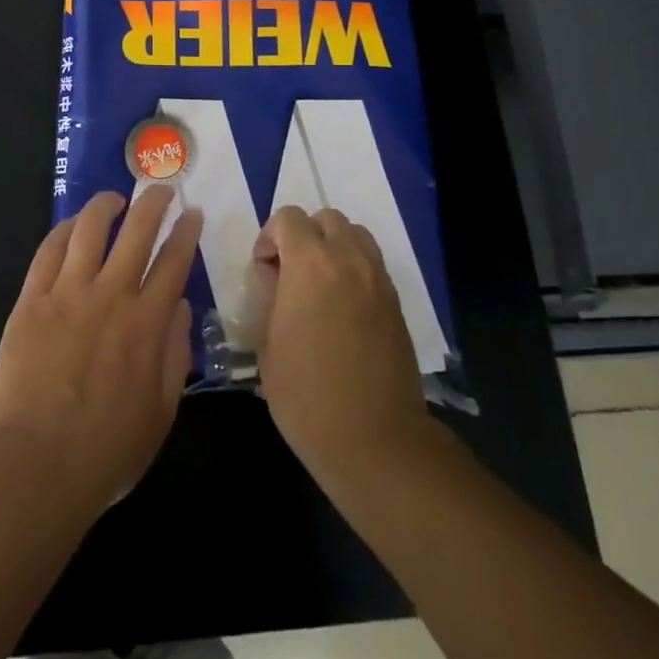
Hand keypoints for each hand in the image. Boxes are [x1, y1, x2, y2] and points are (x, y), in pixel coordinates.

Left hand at [0, 187, 202, 516]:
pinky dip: (63, 230)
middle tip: (160, 189)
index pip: (174, 261)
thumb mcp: (161, 413)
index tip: (192, 213)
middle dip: (153, 203)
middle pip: (137, 231)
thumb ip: (175, 355)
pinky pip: (48, 251)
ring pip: (89, 229)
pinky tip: (71, 225)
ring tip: (114, 198)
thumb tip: (178, 307)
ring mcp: (67, 293)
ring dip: (105, 206)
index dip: (186, 232)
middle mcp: (111, 296)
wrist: (37, 464)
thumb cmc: (106, 450)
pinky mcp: (31, 300)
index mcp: (148, 324)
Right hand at [253, 207, 429, 484]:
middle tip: (290, 273)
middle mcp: (349, 260)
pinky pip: (372, 264)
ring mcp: (378, 280)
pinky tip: (342, 307)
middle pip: (326, 218)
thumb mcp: (267, 344)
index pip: (288, 218)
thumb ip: (269, 298)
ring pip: (355, 234)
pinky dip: (353, 269)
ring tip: (318, 285)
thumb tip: (274, 279)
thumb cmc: (306, 395)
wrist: (374, 440)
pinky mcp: (396, 303)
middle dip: (303, 235)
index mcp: (310, 264)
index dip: (269, 238)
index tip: (263, 271)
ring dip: (332, 246)